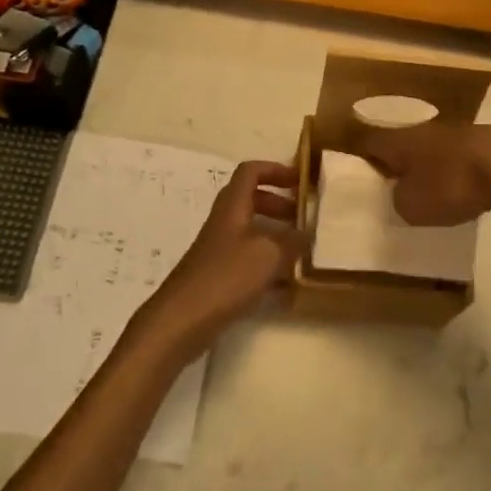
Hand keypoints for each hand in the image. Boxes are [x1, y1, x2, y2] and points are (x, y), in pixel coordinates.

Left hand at [131, 161, 302, 359]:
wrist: (182, 321)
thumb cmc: (225, 277)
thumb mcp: (268, 255)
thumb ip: (292, 241)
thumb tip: (309, 232)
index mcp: (233, 206)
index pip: (251, 172)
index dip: (275, 169)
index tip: (300, 180)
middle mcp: (224, 222)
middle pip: (252, 200)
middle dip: (279, 204)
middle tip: (304, 217)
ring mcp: (219, 250)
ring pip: (251, 231)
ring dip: (276, 235)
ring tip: (302, 250)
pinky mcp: (219, 277)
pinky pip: (248, 260)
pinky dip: (268, 265)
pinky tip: (288, 285)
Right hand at [362, 123, 490, 227]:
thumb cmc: (450, 184)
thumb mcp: (411, 206)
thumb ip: (398, 200)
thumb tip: (401, 194)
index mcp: (399, 141)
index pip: (370, 144)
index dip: (363, 161)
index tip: (361, 178)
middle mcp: (422, 131)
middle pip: (402, 145)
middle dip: (398, 164)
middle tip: (395, 188)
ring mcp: (455, 133)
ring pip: (432, 150)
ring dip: (429, 168)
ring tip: (430, 192)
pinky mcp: (483, 142)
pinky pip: (458, 158)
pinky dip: (456, 172)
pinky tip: (464, 190)